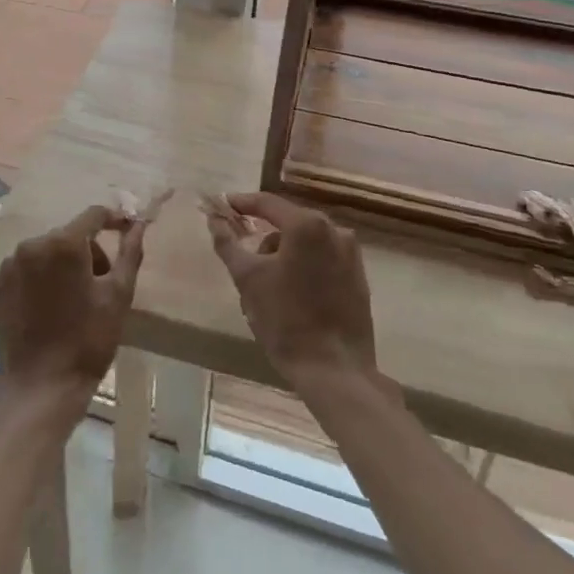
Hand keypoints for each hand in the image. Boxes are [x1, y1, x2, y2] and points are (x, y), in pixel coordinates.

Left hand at [0, 205, 145, 410]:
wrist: (41, 388)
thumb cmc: (87, 341)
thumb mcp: (118, 296)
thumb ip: (130, 253)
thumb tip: (138, 224)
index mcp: (63, 243)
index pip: (93, 215)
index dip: (113, 219)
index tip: (127, 231)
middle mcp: (32, 244)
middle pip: (69, 235)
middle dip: (89, 252)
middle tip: (102, 285)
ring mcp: (9, 265)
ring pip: (47, 252)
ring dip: (64, 265)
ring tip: (75, 301)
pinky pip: (27, 269)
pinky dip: (41, 279)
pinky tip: (49, 309)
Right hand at [204, 192, 377, 390]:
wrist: (334, 371)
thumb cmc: (285, 320)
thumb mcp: (247, 279)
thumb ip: (227, 243)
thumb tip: (214, 219)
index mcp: (307, 226)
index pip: (267, 203)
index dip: (242, 203)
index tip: (223, 206)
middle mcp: (335, 231)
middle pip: (289, 222)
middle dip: (264, 236)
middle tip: (244, 259)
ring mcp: (351, 255)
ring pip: (307, 242)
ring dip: (285, 254)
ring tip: (269, 286)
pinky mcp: (359, 277)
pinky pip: (323, 259)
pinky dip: (305, 266)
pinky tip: (294, 294)